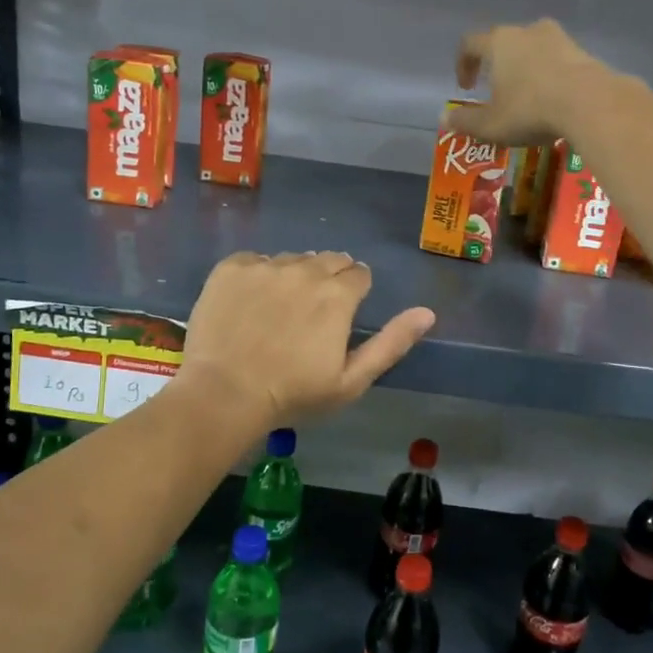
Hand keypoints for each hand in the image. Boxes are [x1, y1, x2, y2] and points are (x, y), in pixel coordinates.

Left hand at [178, 252, 435, 430]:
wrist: (225, 393)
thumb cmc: (294, 394)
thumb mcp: (352, 380)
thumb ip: (392, 343)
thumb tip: (427, 312)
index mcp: (338, 294)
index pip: (359, 274)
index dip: (354, 293)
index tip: (340, 316)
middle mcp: (304, 269)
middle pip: (328, 259)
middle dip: (329, 279)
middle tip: (312, 313)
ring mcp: (264, 266)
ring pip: (292, 259)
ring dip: (294, 276)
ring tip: (279, 310)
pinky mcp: (231, 268)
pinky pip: (254, 260)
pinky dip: (258, 275)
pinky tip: (250, 303)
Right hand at [449, 18, 610, 145]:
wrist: (591, 103)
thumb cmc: (531, 110)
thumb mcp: (491, 124)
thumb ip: (465, 121)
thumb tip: (444, 118)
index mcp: (499, 42)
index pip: (470, 44)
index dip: (463, 64)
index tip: (466, 87)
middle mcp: (527, 31)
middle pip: (504, 42)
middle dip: (496, 65)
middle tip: (496, 90)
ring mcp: (559, 38)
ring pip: (533, 49)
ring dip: (525, 69)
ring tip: (526, 96)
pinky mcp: (583, 52)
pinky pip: (557, 60)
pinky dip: (549, 75)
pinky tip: (552, 99)